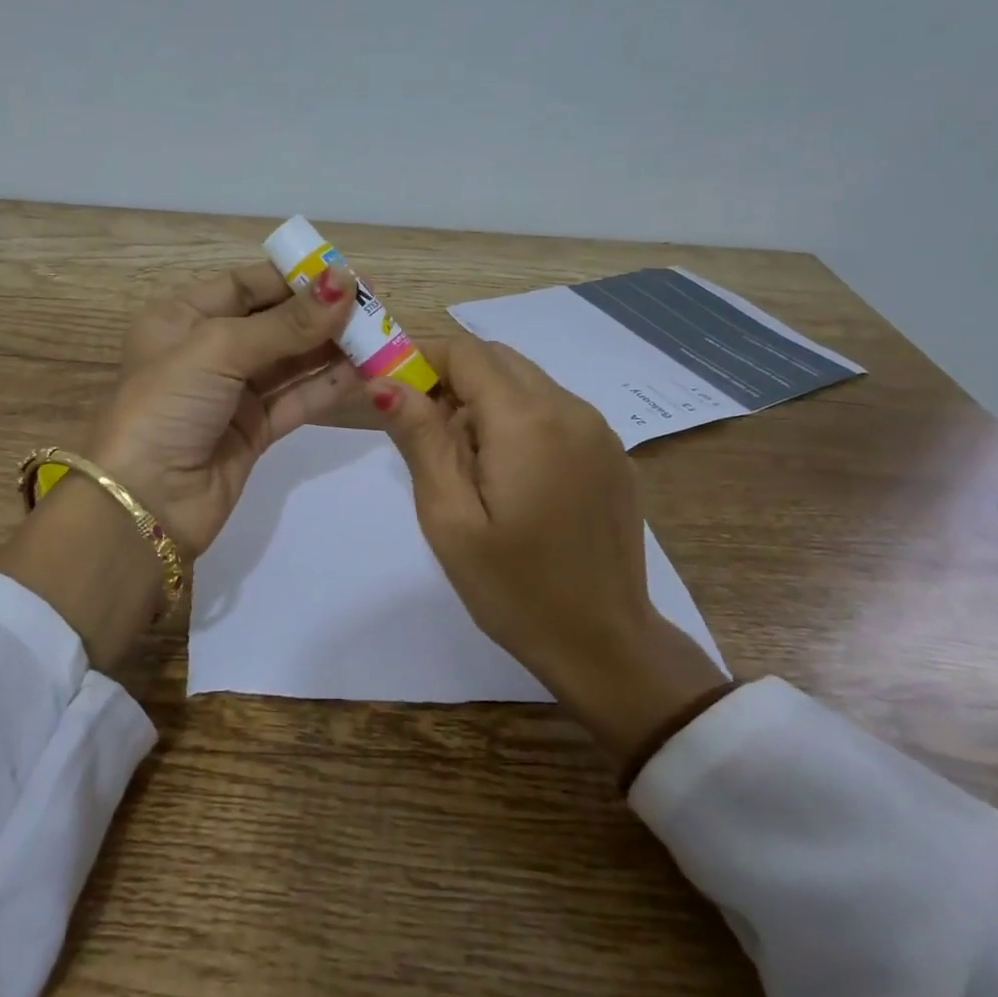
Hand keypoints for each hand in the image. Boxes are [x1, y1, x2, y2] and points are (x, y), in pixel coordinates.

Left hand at [91, 261, 359, 551]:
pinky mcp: (254, 431)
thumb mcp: (218, 350)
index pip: (245, 285)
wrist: (145, 503)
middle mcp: (206, 351)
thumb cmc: (167, 406)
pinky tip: (365, 373)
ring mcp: (232, 394)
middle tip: (374, 305)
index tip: (344, 274)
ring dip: (332, 349)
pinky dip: (328, 387)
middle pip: (274, 322)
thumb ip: (286, 322)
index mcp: (181, 318)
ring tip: (380, 335)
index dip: (293, 278)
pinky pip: (297, 400)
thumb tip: (344, 282)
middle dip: (321, 314)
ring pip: (291, 362)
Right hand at [371, 336, 728, 766]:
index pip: (466, 353)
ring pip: (526, 382)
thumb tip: (385, 382)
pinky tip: (508, 476)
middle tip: (421, 431)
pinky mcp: (612, 453)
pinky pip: (554, 411)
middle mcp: (571, 409)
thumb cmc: (514, 589)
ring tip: (464, 463)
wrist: (604, 643)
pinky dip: (518, 419)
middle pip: (498, 360)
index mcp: (528, 422)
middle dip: (451, 378)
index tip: (388, 387)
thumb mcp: (450, 518)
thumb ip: (420, 439)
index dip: (421, 357)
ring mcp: (599, 430)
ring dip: (484, 400)